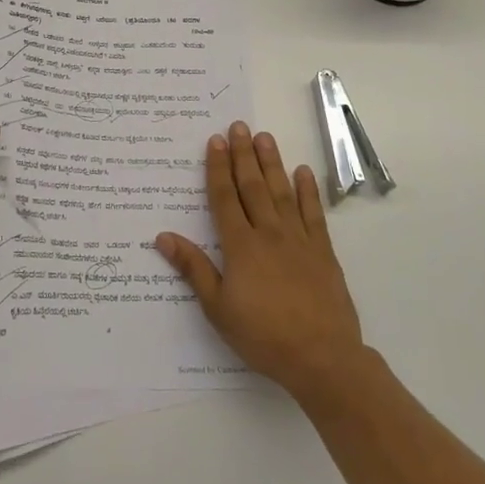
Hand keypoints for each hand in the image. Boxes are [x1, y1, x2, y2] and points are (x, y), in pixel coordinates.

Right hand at [156, 122, 366, 402]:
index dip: (218, 168)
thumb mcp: (218, 308)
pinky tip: (303, 172)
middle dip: (243, 155)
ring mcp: (298, 239)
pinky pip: (313, 213)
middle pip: (253, 186)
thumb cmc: (263, 335)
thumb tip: (162, 236)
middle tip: (239, 126)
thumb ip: (193, 268)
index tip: (215, 141)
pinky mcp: (322, 251)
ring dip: (272, 163)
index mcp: (240, 246)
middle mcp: (268, 233)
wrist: (322, 357)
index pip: (225, 198)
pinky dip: (307, 191)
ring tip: (265, 137)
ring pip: (282, 192)